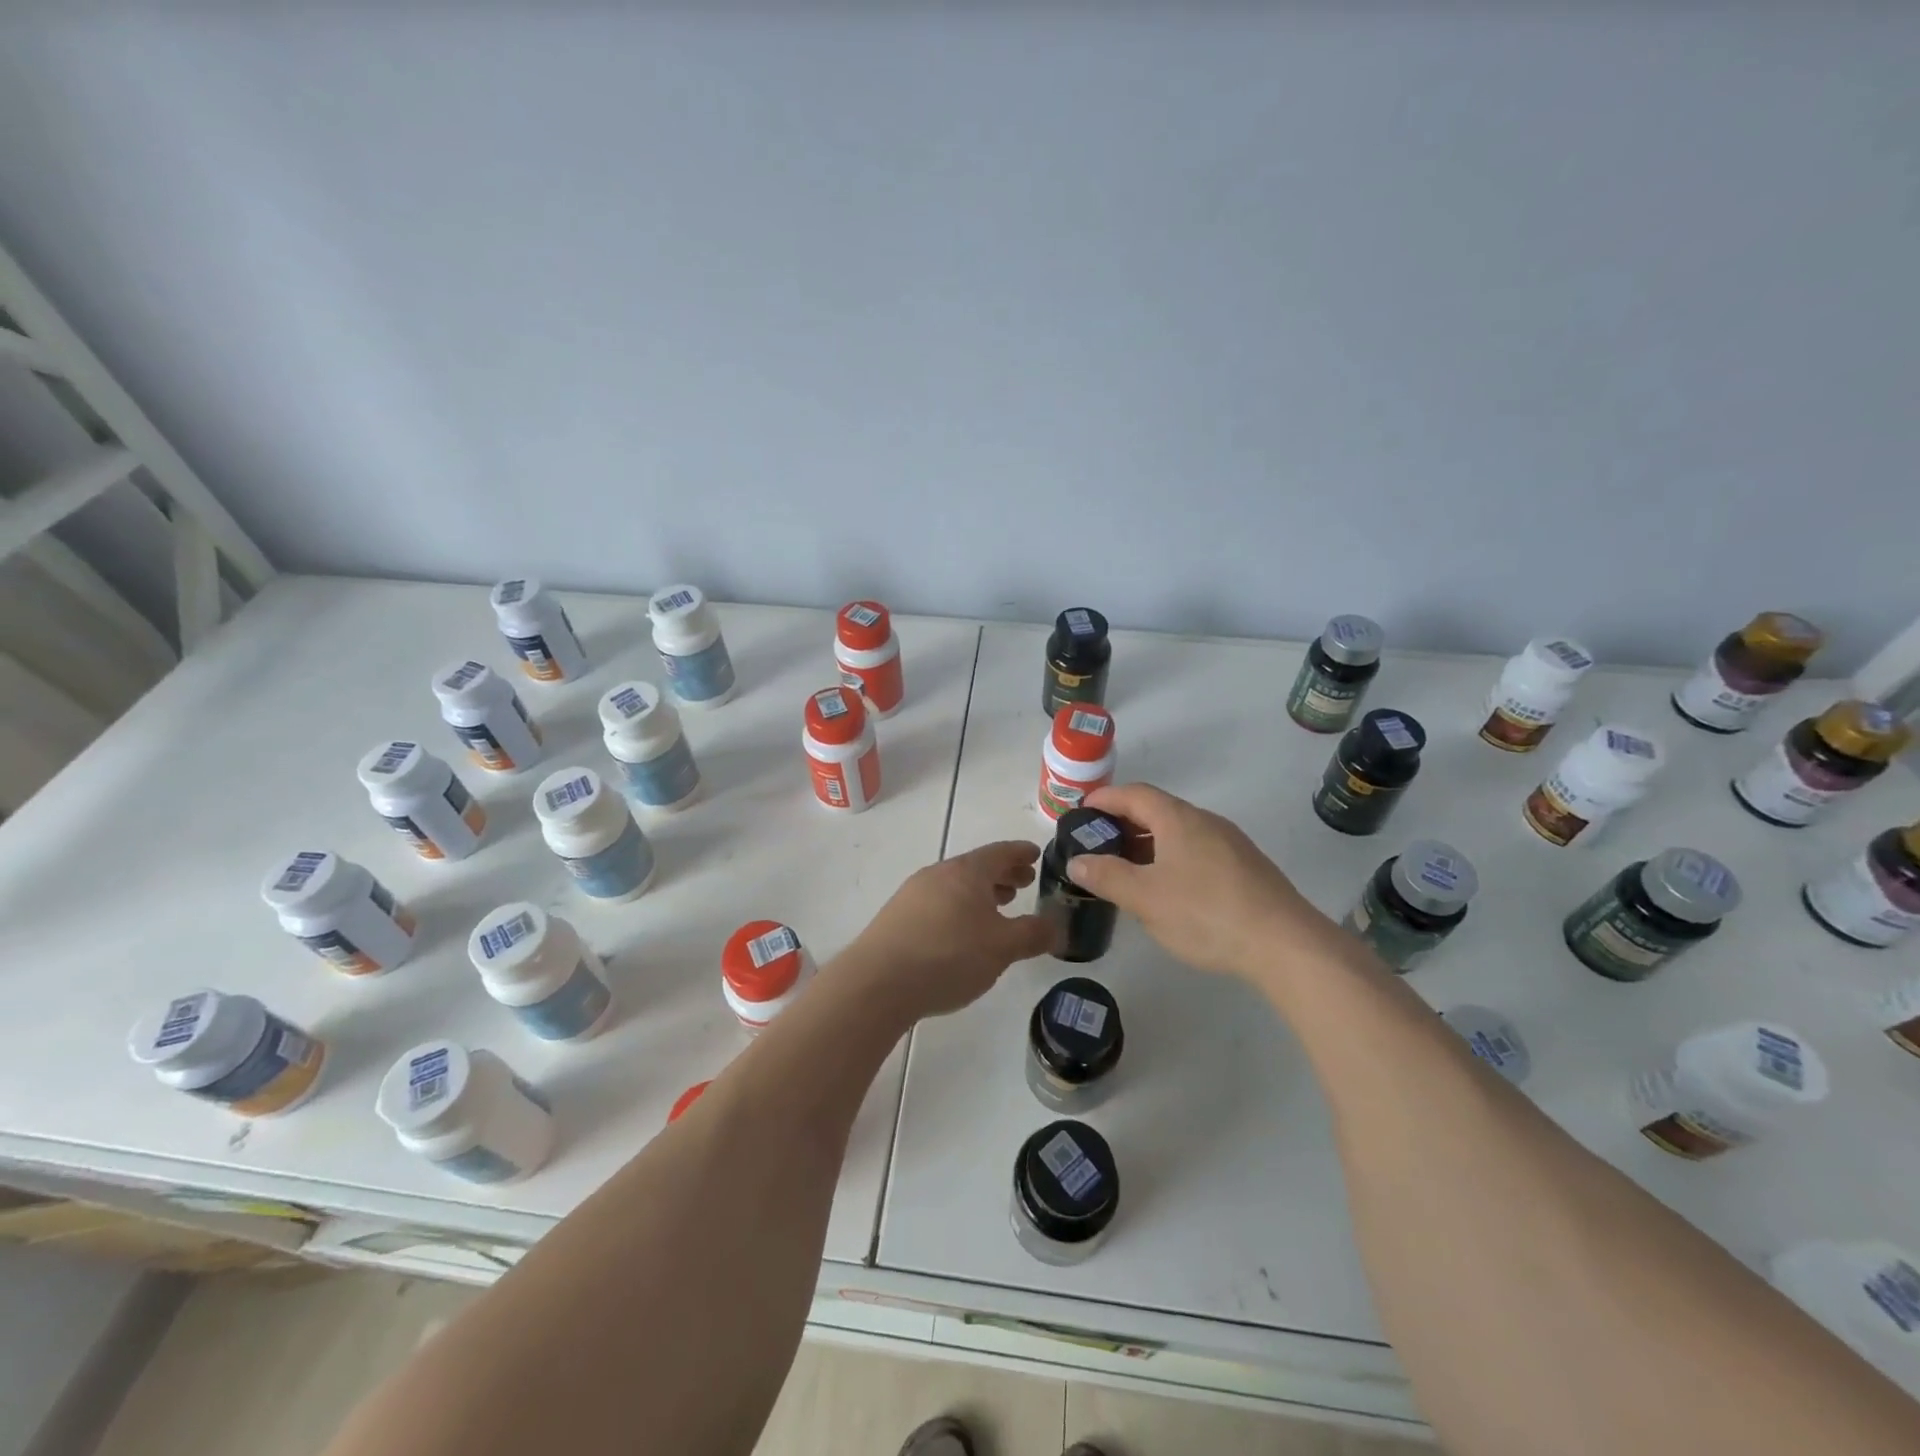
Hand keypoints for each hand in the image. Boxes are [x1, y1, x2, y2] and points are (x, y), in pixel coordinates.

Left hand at [839, 841, 1056, 1020]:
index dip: (1021, 853)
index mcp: (967, 871)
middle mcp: (938, 873)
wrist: (877, 983)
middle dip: (1003, 873)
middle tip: (1024, 882)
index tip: (1036, 854)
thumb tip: (1057, 926)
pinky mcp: (897, 916)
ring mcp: (913, 893)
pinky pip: (938, 901)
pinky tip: (962, 931)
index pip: (1001, 852)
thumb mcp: (1002, 948)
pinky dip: (959, 907)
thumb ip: (1033, 934)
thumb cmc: (949, 956)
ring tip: (998, 907)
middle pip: (977, 866)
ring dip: (980, 892)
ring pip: (956, 885)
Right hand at [1066, 783, 1337, 982]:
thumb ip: (1106, 876)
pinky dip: (1172, 858)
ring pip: (1179, 832)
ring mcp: (1230, 843)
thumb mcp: (1145, 897)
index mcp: (1178, 819)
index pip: (1134, 794)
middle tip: (1098, 845)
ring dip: (1149, 843)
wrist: (1285, 944)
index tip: (1081, 811)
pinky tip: (1169, 889)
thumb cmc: (1205, 913)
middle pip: (1157, 810)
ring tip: (1128, 870)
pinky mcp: (1246, 868)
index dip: (1104, 799)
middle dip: (1124, 823)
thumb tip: (1077, 860)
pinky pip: (1198, 850)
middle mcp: (1205, 821)